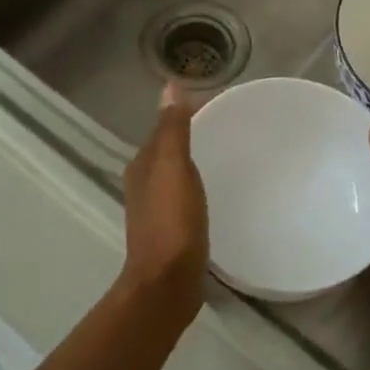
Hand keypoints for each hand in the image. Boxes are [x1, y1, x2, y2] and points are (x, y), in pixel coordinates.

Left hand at [120, 86, 208, 316]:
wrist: (167, 283)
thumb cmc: (173, 222)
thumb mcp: (174, 168)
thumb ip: (172, 129)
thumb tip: (170, 86)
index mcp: (142, 166)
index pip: (162, 129)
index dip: (184, 114)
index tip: (218, 105)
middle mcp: (143, 185)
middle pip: (167, 152)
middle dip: (190, 138)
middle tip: (227, 129)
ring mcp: (155, 211)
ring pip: (174, 175)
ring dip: (192, 164)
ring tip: (224, 157)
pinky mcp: (170, 232)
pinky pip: (183, 198)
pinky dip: (196, 188)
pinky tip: (214, 193)